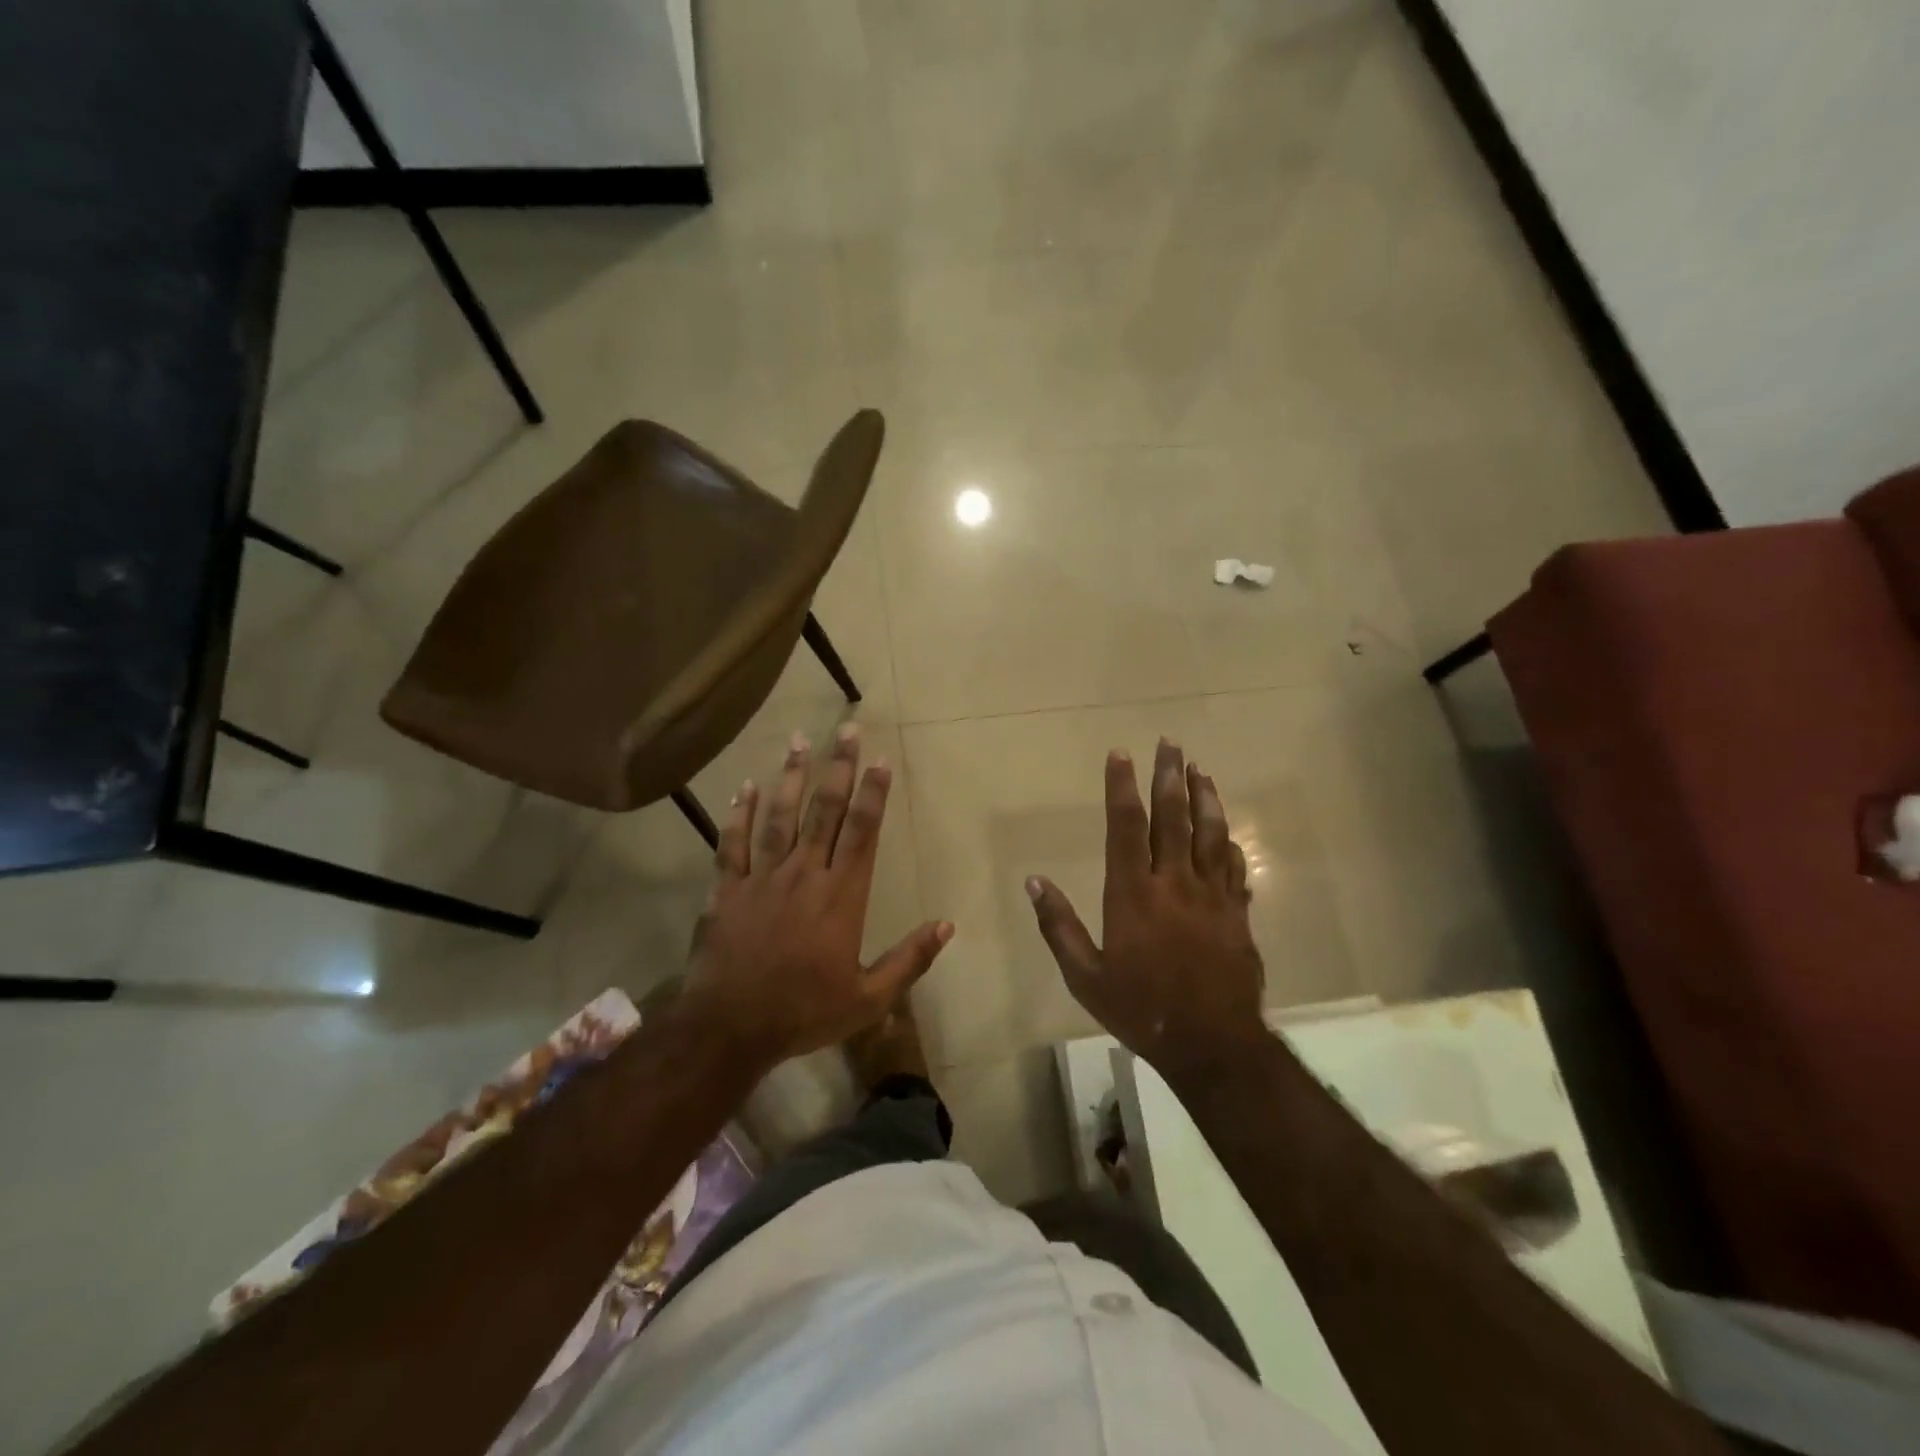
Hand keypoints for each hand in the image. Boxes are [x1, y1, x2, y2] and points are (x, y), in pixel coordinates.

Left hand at [678, 725, 952, 1069]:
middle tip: (846, 729)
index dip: (873, 794)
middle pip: (824, 812)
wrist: (730, 1029)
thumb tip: (947, 925)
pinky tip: (746, 786)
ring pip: (780, 817)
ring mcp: (762, 878)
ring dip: (791, 776)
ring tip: (799, 740)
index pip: (862, 833)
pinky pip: (733, 843)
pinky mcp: (727, 889)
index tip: (881, 759)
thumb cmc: (803, 1013)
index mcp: (841, 897)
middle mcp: (804, 875)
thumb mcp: (868, 999)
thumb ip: (910, 960)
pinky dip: (739, 813)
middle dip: (839, 768)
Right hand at [1027, 739, 1267, 1080]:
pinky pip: (1234, 868)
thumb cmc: (1140, 1009)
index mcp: (1133, 893)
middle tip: (1170, 743)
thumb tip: (1034, 882)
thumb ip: (1058, 926)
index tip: (1121, 754)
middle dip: (1169, 776)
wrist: (1212, 1044)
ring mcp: (1212, 896)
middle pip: (1172, 818)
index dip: (1122, 787)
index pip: (1125, 827)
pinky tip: (1226, 831)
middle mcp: (1174, 883)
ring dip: (1205, 798)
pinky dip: (1229, 843)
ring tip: (1200, 769)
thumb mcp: (1085, 976)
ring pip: (1210, 834)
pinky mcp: (1237, 914)